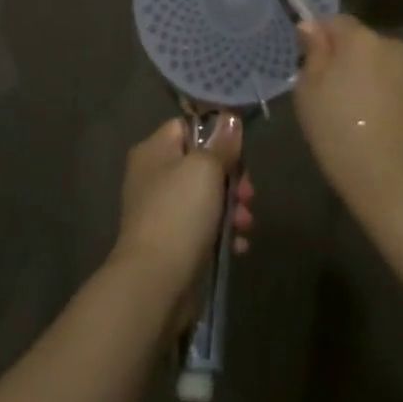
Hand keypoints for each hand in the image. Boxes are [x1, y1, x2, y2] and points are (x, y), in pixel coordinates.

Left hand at [110, 117, 253, 301]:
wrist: (156, 282)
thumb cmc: (179, 213)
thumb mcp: (206, 168)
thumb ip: (221, 144)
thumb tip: (231, 119)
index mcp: (154, 150)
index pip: (187, 127)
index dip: (216, 135)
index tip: (240, 151)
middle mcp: (153, 176)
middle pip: (201, 163)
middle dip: (232, 177)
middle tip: (249, 194)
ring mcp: (162, 211)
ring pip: (206, 197)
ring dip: (232, 207)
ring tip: (246, 224)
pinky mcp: (172, 242)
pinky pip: (203, 227)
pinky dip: (223, 232)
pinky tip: (238, 245)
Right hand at [295, 15, 402, 225]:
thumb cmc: (343, 137)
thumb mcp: (308, 95)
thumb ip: (312, 54)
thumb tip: (311, 27)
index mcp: (362, 40)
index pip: (336, 21)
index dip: (320, 38)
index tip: (311, 65)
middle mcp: (397, 47)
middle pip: (366, 44)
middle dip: (351, 61)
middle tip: (335, 96)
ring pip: (390, 68)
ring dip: (377, 81)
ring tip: (365, 118)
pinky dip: (398, 104)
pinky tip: (389, 133)